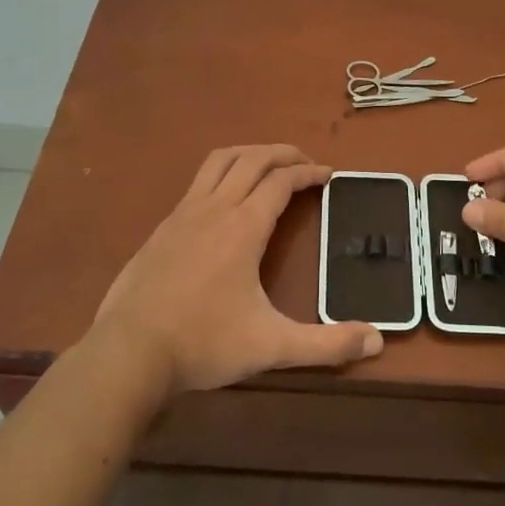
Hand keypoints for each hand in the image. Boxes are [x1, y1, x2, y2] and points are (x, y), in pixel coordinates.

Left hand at [92, 145, 382, 397]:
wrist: (129, 351)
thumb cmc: (204, 343)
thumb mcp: (272, 346)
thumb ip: (325, 345)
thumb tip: (376, 342)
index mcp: (244, 227)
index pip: (282, 181)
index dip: (309, 173)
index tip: (328, 175)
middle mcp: (215, 208)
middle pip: (252, 159)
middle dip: (283, 154)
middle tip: (305, 163)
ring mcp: (183, 214)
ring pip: (220, 161)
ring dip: (249, 154)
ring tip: (268, 165)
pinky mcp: (162, 227)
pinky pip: (198, 182)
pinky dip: (221, 174)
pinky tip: (224, 200)